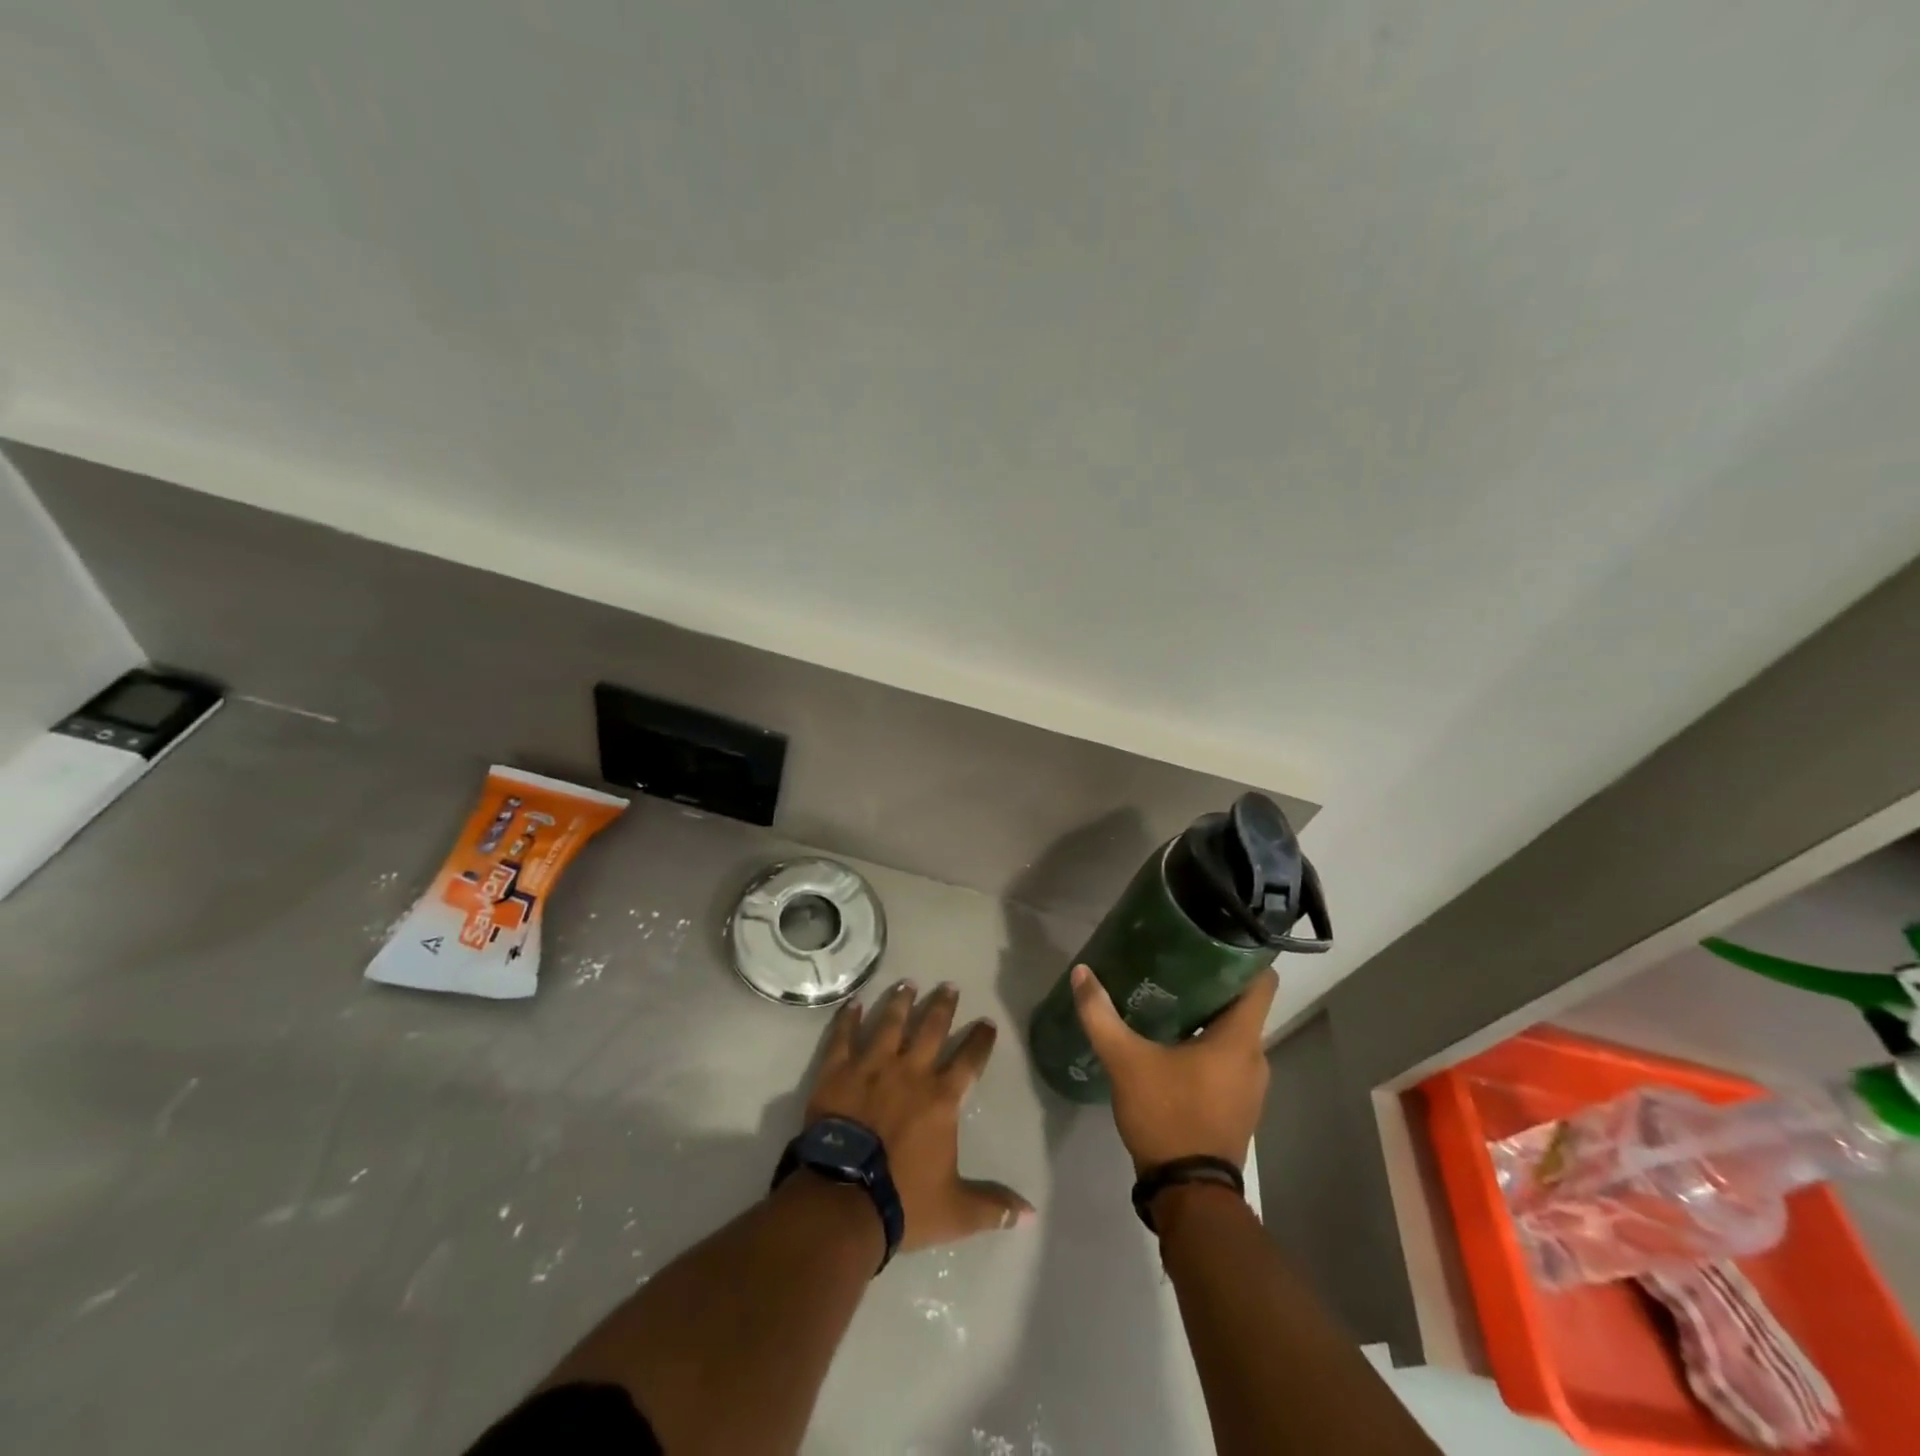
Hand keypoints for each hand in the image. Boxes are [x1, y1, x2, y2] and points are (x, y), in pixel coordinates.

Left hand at [806, 981, 1033, 1251]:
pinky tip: (854, 1003)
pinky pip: (844, 1037)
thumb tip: (1031, 1213)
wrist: (843, 1198)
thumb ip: (993, 1206)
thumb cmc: (903, 1201)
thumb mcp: (956, 1210)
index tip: (987, 1023)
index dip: (980, 1041)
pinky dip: (849, 1019)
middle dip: (943, 1007)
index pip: (969, 1061)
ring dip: (901, 1002)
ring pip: (890, 1024)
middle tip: (949, 986)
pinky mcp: (838, 1072)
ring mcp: (871, 1067)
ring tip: (908, 983)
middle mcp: (910, 1072)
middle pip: (931, 1029)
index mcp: (941, 1099)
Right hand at [1070, 964, 1276, 1174]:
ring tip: (1171, 997)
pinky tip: (1174, 1043)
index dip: (1244, 955)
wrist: (1189, 1194)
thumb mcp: (1125, 1061)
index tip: (1215, 937)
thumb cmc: (1167, 1116)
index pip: (1262, 982)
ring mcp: (1252, 1086)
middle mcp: (1256, 1057)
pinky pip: (1229, 1060)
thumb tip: (1081, 973)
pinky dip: (1209, 1045)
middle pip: (1244, 1005)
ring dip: (1209, 1016)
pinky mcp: (1240, 1105)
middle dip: (1213, 983)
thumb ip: (1101, 1015)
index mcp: (1240, 1039)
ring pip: (1235, 1034)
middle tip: (1176, 963)